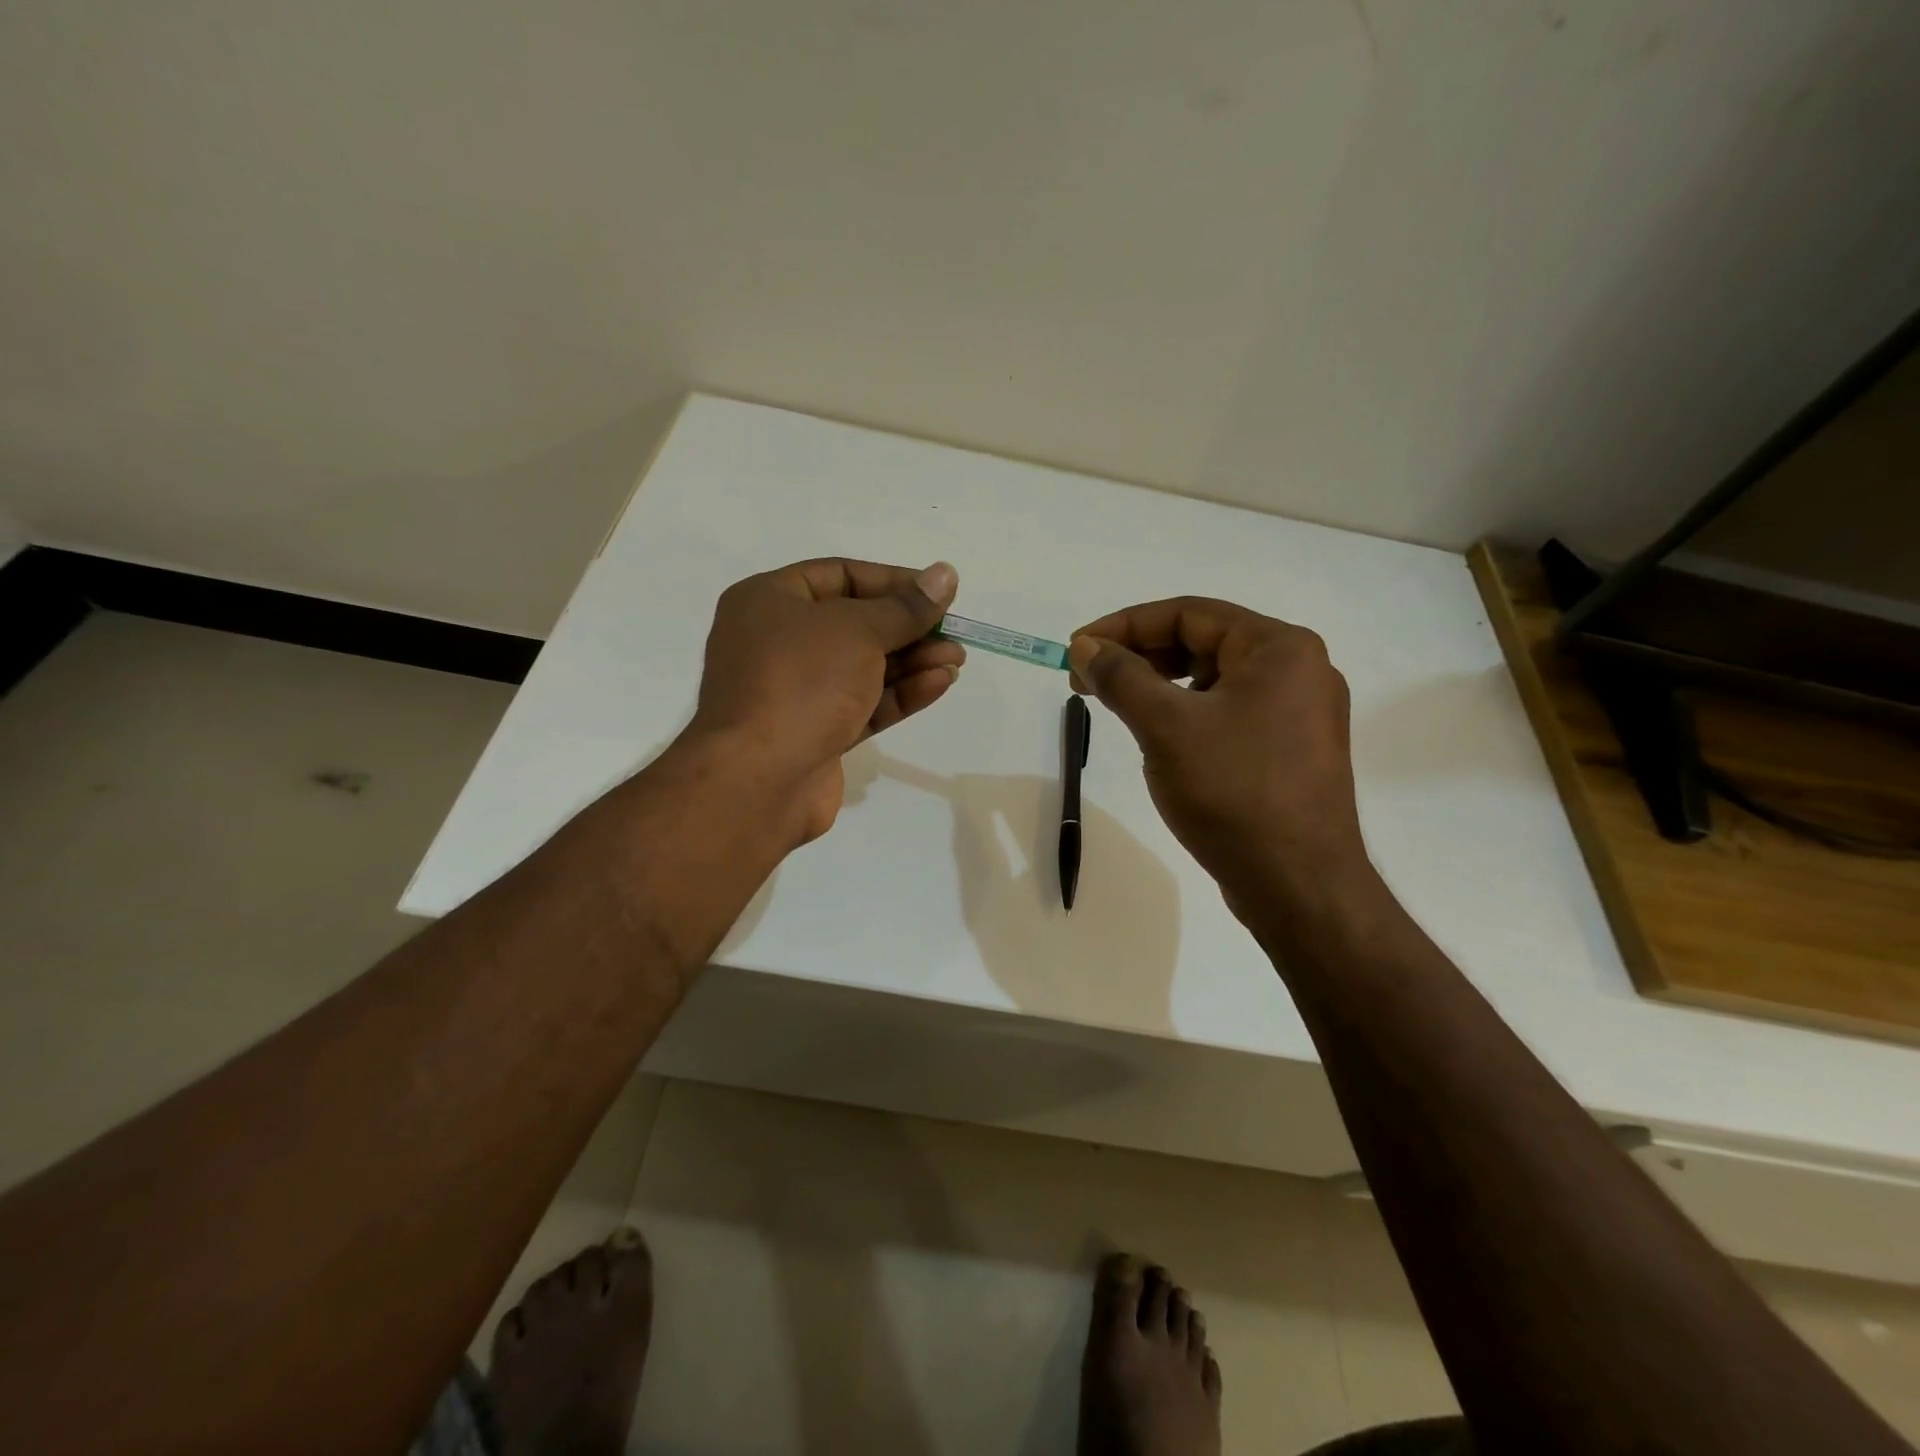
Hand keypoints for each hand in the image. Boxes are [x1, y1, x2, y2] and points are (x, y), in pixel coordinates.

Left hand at [687, 558, 964, 842]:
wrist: (759, 779)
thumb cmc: (802, 682)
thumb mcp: (858, 630)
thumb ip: (905, 607)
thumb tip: (944, 575)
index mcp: (768, 601)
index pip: (839, 575)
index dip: (893, 581)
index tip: (937, 591)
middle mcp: (777, 642)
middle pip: (854, 624)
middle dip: (908, 628)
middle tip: (953, 632)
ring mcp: (796, 691)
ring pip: (863, 667)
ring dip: (912, 661)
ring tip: (957, 659)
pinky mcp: (815, 733)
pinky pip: (863, 703)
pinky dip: (900, 693)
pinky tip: (939, 683)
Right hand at [1068, 597, 1366, 904]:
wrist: (1298, 885)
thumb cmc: (1233, 791)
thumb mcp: (1166, 726)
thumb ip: (1121, 677)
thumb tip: (1085, 646)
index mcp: (1279, 648)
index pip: (1188, 614)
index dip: (1124, 626)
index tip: (1077, 649)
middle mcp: (1298, 670)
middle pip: (1202, 643)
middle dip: (1139, 657)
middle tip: (1087, 682)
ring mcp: (1298, 713)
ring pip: (1214, 681)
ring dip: (1160, 687)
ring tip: (1118, 708)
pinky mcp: (1290, 751)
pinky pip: (1229, 714)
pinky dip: (1187, 716)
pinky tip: (1159, 740)